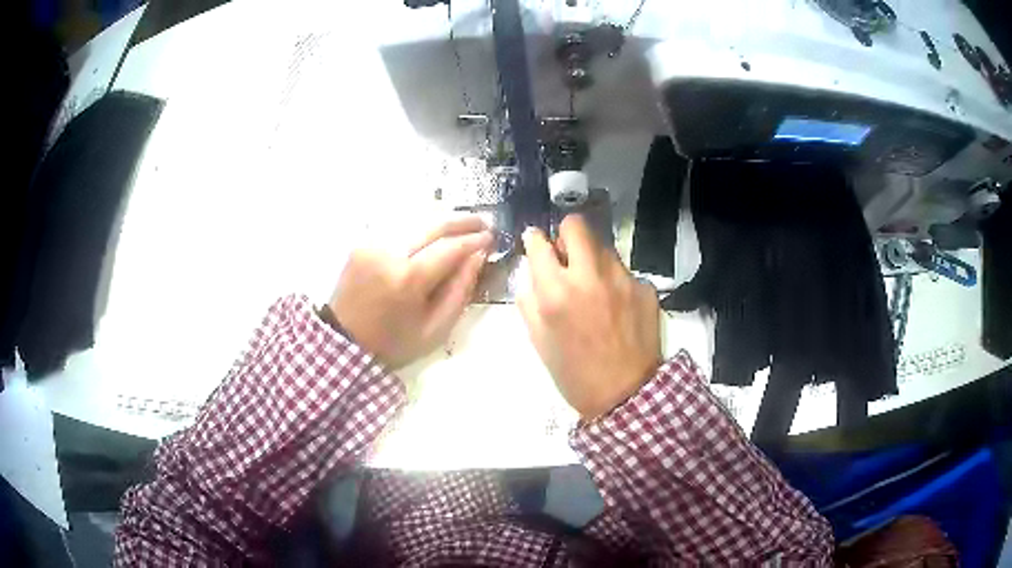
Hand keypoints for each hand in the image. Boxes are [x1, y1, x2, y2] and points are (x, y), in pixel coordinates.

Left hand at [329, 215, 492, 368]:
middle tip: (484, 223)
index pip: (450, 247)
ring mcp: (372, 243)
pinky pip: (398, 226)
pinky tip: (433, 232)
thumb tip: (478, 255)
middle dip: (463, 220)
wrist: (345, 342)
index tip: (492, 238)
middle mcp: (389, 252)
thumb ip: (460, 290)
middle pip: (434, 223)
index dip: (474, 240)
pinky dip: (420, 225)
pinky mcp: (363, 242)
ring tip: (463, 224)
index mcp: (408, 279)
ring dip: (442, 219)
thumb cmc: (394, 342)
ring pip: (416, 219)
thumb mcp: (436, 329)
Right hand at [518, 215, 661, 418]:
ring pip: (603, 247)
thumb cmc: (575, 373)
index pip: (539, 243)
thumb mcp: (539, 341)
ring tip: (594, 286)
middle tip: (566, 255)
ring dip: (592, 259)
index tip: (537, 244)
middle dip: (566, 235)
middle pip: (576, 226)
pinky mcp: (645, 287)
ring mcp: (622, 279)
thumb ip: (530, 301)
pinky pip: (624, 272)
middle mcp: (589, 276)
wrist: (625, 395)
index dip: (535, 240)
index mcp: (556, 292)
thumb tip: (534, 275)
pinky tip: (617, 306)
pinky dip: (615, 282)